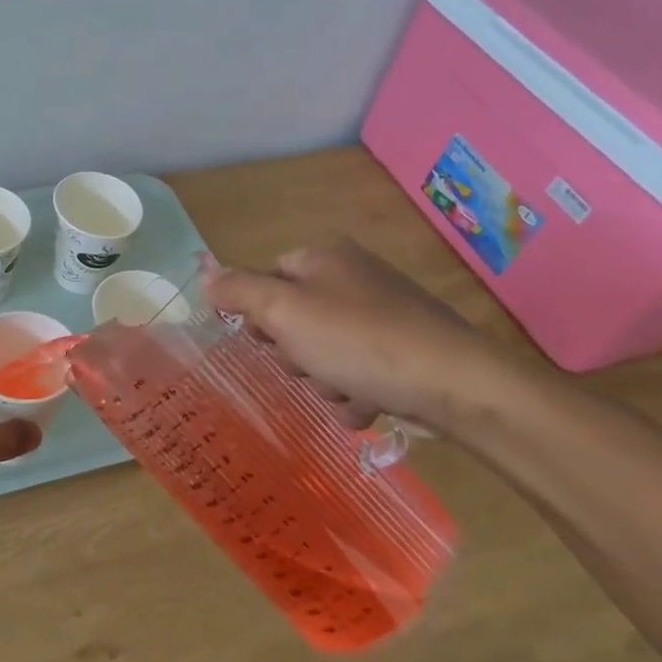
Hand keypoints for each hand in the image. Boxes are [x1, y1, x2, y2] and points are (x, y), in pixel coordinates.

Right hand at [203, 240, 521, 435]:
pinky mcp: (408, 349)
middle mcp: (354, 277)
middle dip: (296, 353)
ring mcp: (385, 313)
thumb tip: (205, 273)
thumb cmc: (357, 340)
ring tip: (346, 390)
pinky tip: (369, 403)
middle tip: (309, 367)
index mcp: (324, 258)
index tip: (266, 342)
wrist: (456, 383)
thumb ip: (238, 291)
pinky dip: (357, 391)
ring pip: (326, 351)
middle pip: (296, 318)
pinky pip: (361, 370)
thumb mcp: (283, 312)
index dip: (260, 314)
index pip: (268, 278)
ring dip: (326, 379)